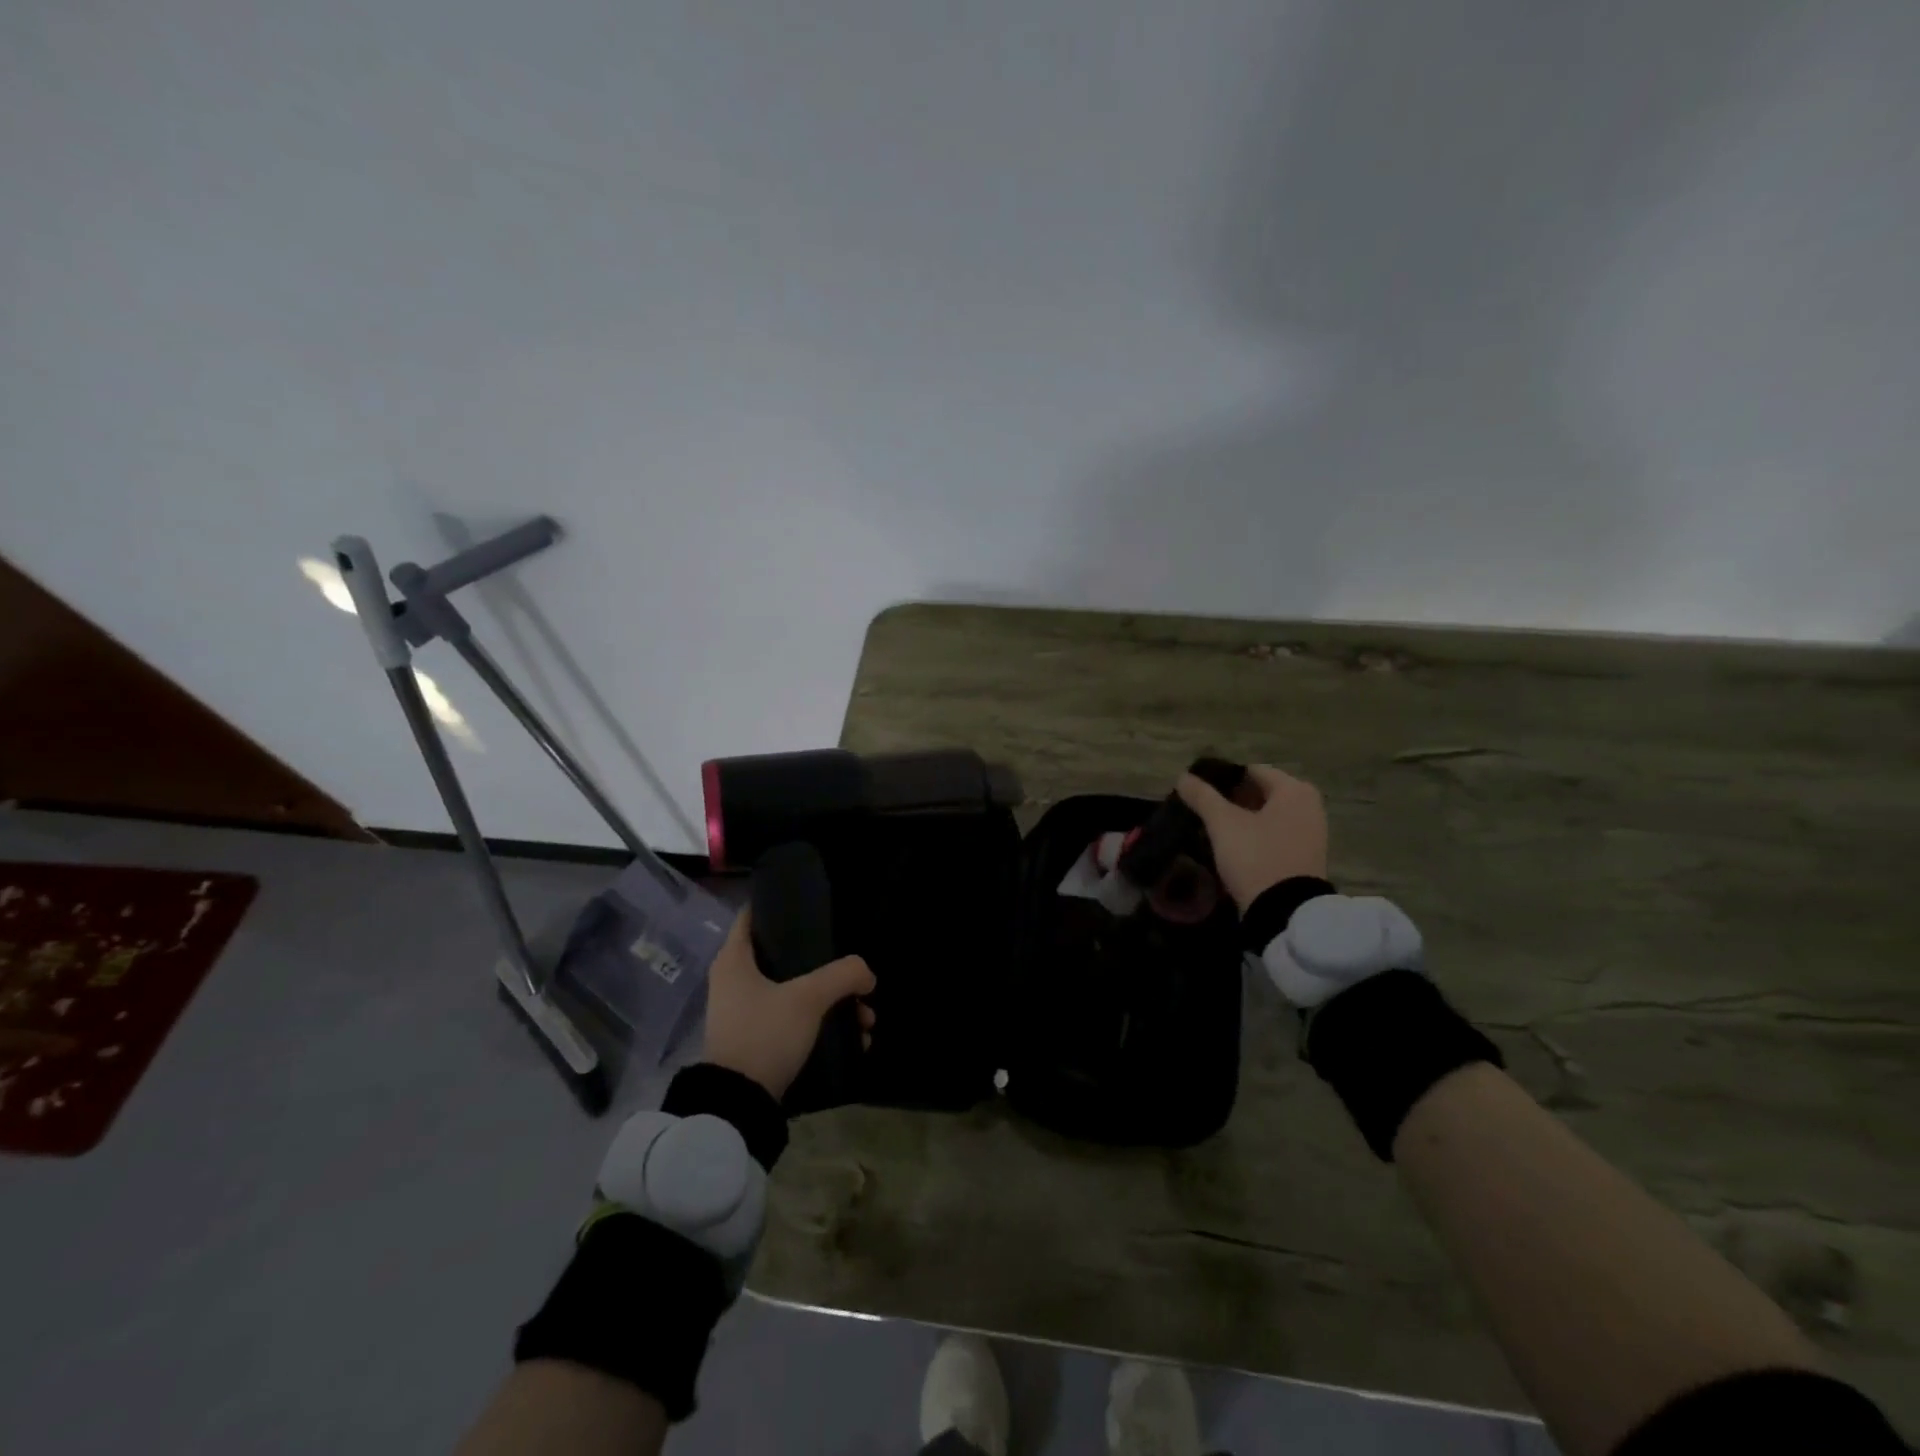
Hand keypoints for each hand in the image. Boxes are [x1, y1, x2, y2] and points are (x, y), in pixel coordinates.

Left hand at [702, 910, 875, 1099]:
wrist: (739, 1105)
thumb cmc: (765, 1034)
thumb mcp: (809, 998)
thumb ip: (843, 975)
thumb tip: (867, 974)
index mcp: (734, 960)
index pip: (753, 915)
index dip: (781, 906)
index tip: (813, 907)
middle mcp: (736, 981)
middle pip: (789, 958)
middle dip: (829, 968)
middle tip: (857, 977)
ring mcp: (746, 1013)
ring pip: (799, 993)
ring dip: (835, 1002)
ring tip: (865, 1020)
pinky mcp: (759, 1041)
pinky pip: (797, 1021)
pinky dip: (824, 1025)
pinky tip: (855, 1040)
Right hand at [1176, 763, 1328, 911]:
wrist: (1285, 911)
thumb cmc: (1256, 856)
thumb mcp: (1223, 824)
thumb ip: (1202, 796)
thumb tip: (1183, 776)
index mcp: (1294, 790)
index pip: (1252, 771)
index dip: (1223, 778)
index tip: (1198, 791)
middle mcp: (1309, 806)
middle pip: (1261, 793)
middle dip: (1231, 799)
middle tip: (1202, 809)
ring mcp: (1310, 833)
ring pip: (1267, 815)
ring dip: (1241, 819)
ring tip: (1211, 827)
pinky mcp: (1305, 856)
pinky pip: (1274, 835)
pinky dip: (1254, 835)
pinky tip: (1231, 845)